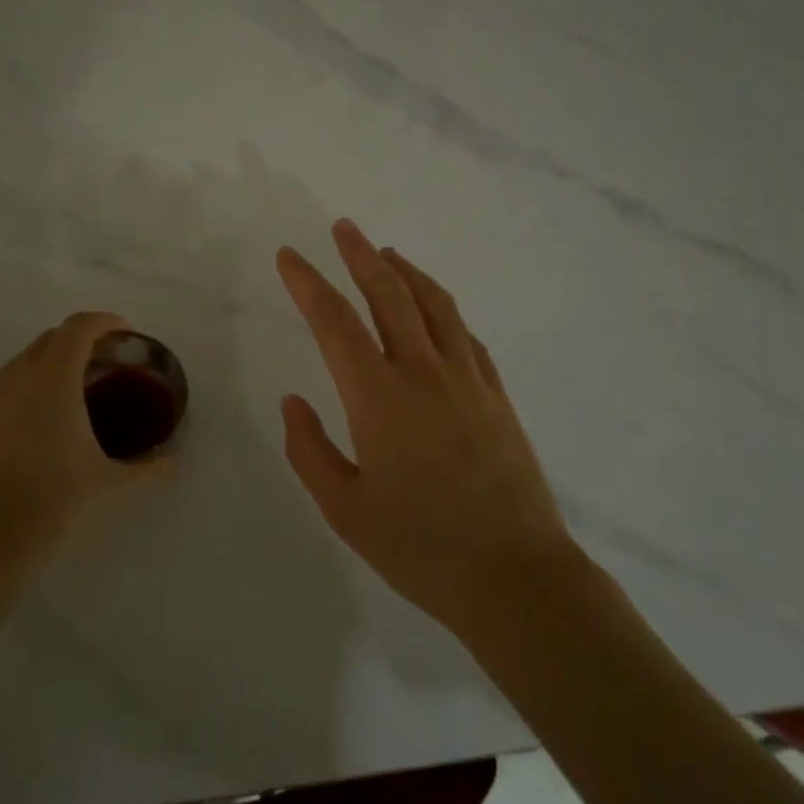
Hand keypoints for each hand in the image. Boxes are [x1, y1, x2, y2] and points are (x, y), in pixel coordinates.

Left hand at [0, 311, 148, 566]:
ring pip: (21, 365)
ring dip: (48, 366)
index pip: (79, 327)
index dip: (105, 321)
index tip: (125, 333)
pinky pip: (0, 394)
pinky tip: (34, 431)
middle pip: (50, 339)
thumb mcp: (111, 484)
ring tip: (70, 396)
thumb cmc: (54, 502)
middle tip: (104, 365)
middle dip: (79, 341)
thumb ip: (148, 468)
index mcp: (54, 379)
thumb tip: (171, 463)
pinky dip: (23, 395)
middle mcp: (16, 378)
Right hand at [275, 220, 576, 637]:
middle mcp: (423, 373)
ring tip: (388, 254)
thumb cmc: (420, 547)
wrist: (514, 575)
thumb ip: (310, 449)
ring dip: (408, 272)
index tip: (288, 256)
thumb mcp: (345, 509)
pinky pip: (466, 336)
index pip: (334, 322)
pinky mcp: (496, 395)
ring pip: (435, 305)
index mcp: (378, 397)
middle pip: (390, 294)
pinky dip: (444, 311)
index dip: (307, 283)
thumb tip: (293, 400)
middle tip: (344, 228)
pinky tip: (436, 311)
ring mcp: (467, 379)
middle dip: (362, 256)